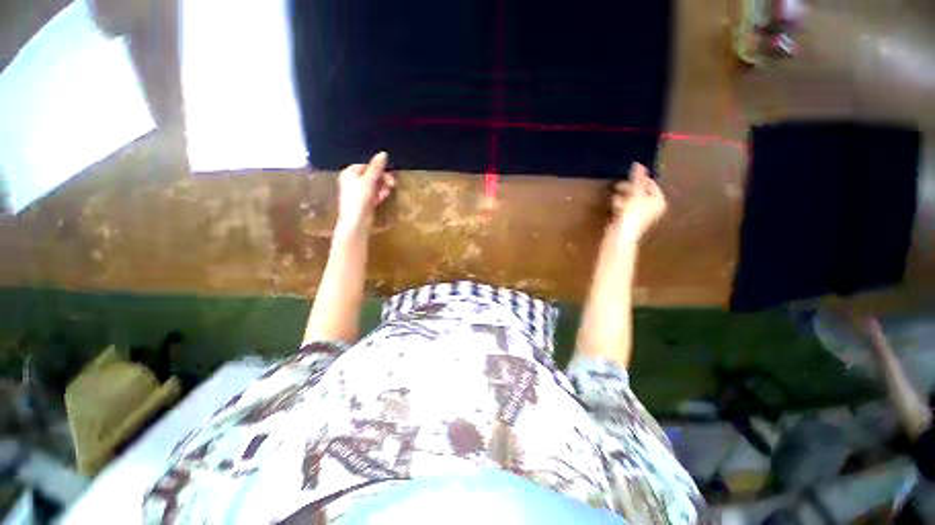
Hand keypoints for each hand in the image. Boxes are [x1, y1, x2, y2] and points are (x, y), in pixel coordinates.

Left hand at [337, 152, 396, 231]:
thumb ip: (377, 167)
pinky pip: (373, 194)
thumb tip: (384, 153)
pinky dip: (379, 194)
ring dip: (382, 187)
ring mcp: (358, 192)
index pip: (366, 165)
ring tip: (387, 192)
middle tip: (392, 183)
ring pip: (374, 185)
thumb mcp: (369, 180)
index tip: (389, 173)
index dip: (378, 169)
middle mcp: (352, 181)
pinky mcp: (364, 202)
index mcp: (350, 172)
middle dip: (382, 179)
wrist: (356, 221)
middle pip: (371, 175)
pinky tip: (383, 198)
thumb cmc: (359, 198)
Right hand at [611, 162, 666, 239]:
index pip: (651, 185)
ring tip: (615, 194)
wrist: (622, 234)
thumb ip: (637, 179)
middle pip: (641, 192)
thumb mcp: (635, 193)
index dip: (640, 179)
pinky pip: (626, 207)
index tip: (629, 176)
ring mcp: (641, 215)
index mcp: (658, 201)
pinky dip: (620, 204)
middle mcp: (652, 208)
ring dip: (623, 196)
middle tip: (618, 185)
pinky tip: (614, 204)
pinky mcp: (630, 220)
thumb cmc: (632, 213)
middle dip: (629, 188)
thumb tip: (638, 164)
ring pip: (632, 200)